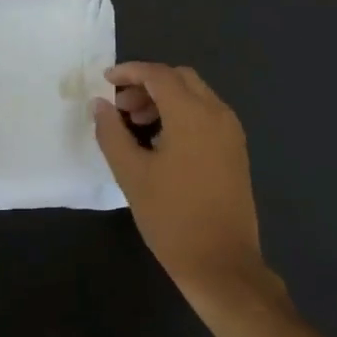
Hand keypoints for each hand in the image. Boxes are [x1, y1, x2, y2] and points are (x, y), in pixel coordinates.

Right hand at [92, 62, 271, 303]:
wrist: (222, 264)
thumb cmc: (172, 218)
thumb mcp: (132, 174)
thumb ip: (112, 132)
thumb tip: (100, 104)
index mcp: (192, 114)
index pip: (158, 74)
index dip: (129, 72)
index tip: (105, 82)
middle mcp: (217, 113)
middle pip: (180, 79)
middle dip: (147, 85)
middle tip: (121, 108)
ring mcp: (231, 132)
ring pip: (196, 96)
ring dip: (165, 99)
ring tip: (136, 126)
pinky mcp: (235, 151)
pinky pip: (207, 115)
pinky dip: (182, 115)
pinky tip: (161, 142)